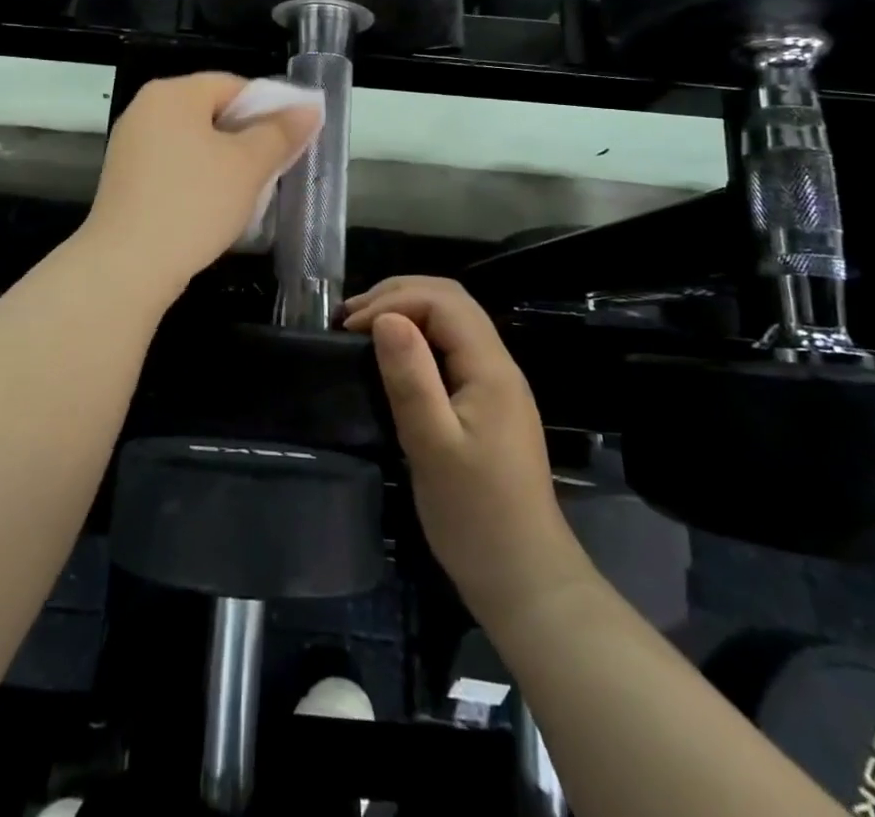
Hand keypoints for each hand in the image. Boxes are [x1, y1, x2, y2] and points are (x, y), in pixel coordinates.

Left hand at [82, 73, 319, 296]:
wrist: (127, 265)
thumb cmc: (194, 203)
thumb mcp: (249, 165)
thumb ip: (281, 132)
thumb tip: (309, 108)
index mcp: (172, 94)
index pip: (233, 85)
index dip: (270, 107)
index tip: (294, 138)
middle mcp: (145, 110)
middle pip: (212, 112)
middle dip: (249, 137)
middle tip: (279, 165)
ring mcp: (131, 146)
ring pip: (194, 142)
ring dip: (227, 161)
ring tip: (253, 189)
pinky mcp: (126, 180)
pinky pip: (175, 166)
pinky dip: (200, 178)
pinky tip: (217, 206)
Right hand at [344, 277, 587, 625]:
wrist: (524, 579)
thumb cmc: (475, 515)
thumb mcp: (432, 445)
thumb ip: (411, 377)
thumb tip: (385, 318)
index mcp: (490, 367)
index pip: (444, 301)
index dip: (393, 300)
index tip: (350, 327)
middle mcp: (498, 365)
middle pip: (451, 301)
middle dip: (398, 295)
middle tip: (350, 318)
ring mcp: (495, 384)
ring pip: (451, 322)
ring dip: (406, 312)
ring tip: (362, 329)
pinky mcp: (486, 404)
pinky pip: (451, 349)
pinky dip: (417, 338)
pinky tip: (392, 358)